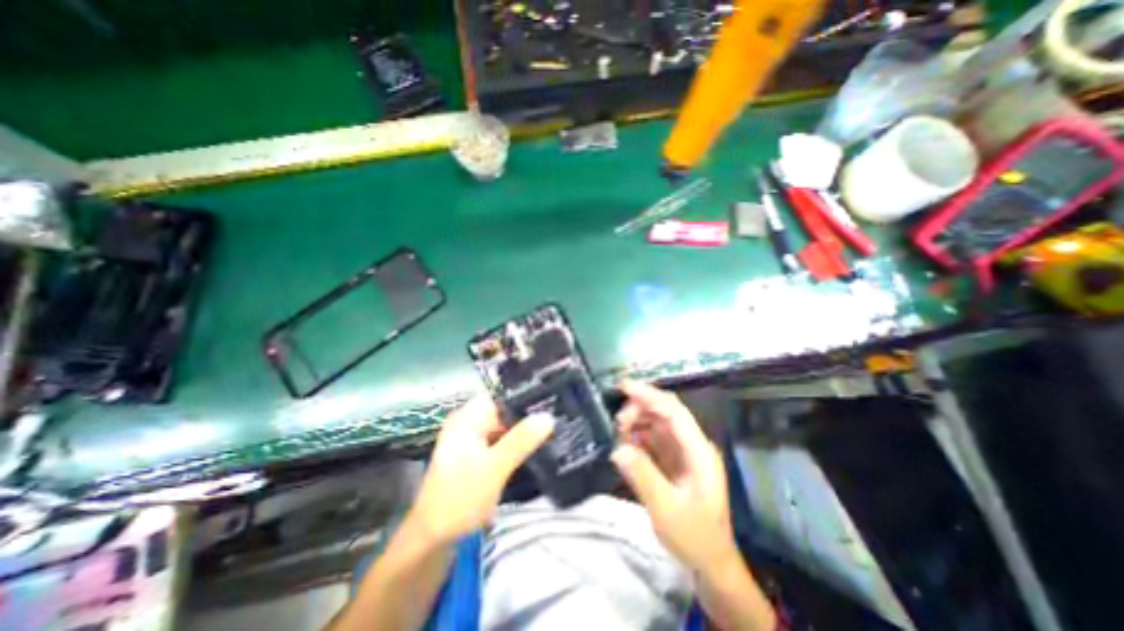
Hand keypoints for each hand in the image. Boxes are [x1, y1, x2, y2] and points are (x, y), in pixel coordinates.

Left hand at [410, 397, 555, 545]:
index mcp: (467, 418)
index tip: (551, 397)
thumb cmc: (460, 499)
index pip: (500, 395)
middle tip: (557, 414)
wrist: (432, 540)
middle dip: (527, 414)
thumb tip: (548, 416)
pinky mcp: (477, 456)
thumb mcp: (494, 468)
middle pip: (503, 410)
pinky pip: (501, 441)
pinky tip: (536, 445)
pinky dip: (516, 443)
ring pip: (504, 426)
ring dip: (524, 429)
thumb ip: (521, 441)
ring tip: (553, 427)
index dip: (524, 394)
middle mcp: (468, 423)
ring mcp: (472, 440)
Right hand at [612, 380, 744, 575]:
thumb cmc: (694, 538)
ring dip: (637, 422)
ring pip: (657, 424)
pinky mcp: (674, 461)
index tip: (623, 387)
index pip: (673, 411)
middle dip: (639, 409)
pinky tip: (625, 444)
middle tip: (616, 422)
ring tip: (618, 433)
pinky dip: (638, 437)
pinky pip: (653, 439)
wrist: (711, 565)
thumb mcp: (666, 510)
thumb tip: (618, 448)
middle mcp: (692, 445)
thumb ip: (642, 476)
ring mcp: (683, 452)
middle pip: (664, 413)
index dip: (649, 395)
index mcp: (698, 451)